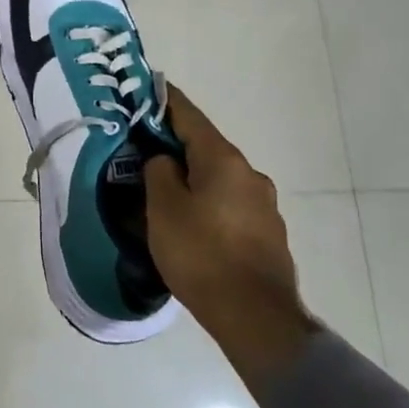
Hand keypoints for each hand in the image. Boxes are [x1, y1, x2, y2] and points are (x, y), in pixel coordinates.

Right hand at [143, 85, 316, 386]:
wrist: (255, 317)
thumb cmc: (201, 254)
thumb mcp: (163, 208)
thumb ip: (158, 172)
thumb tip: (164, 160)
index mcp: (223, 160)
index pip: (188, 116)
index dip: (163, 100)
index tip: (144, 90)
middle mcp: (249, 174)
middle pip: (204, 148)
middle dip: (173, 146)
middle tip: (141, 151)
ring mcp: (263, 205)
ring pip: (216, 178)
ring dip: (190, 178)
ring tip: (162, 194)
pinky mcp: (267, 233)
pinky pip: (228, 205)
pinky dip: (206, 203)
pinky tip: (189, 224)